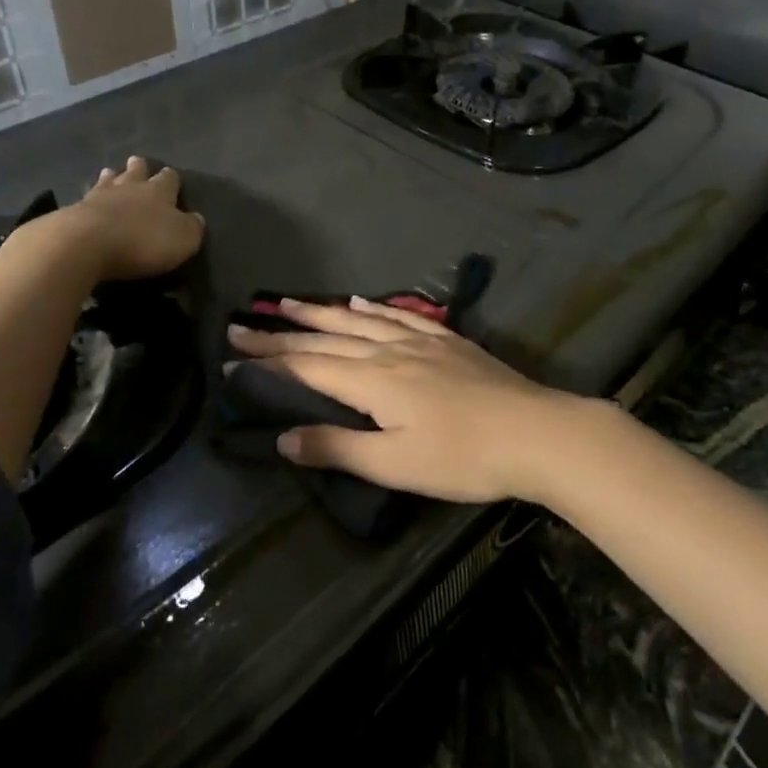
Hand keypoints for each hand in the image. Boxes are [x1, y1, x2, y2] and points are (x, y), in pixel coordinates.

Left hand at [57, 156, 204, 281]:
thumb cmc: (143, 240)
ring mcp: (99, 196)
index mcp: (159, 192)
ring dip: (112, 177)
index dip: (171, 179)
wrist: (87, 243)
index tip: (170, 176)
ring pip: (108, 180)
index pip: (169, 179)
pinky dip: (90, 198)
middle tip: (137, 162)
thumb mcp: (183, 239)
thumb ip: (192, 227)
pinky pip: (86, 199)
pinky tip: (88, 200)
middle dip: (139, 168)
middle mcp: (130, 187)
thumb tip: (196, 218)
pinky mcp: (75, 211)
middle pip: (136, 172)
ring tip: (110, 172)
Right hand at [226, 297, 589, 503]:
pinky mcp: (448, 342)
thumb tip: (282, 439)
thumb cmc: (463, 458)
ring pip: (359, 321)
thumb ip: (337, 447)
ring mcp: (421, 341)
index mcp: (373, 381)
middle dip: (282, 331)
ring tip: (290, 303)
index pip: (307, 366)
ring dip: (321, 313)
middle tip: (244, 321)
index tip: (231, 351)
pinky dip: (374, 309)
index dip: (267, 360)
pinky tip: (361, 304)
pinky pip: (400, 316)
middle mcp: (390, 351)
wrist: (536, 433)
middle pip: (326, 337)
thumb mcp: (395, 464)